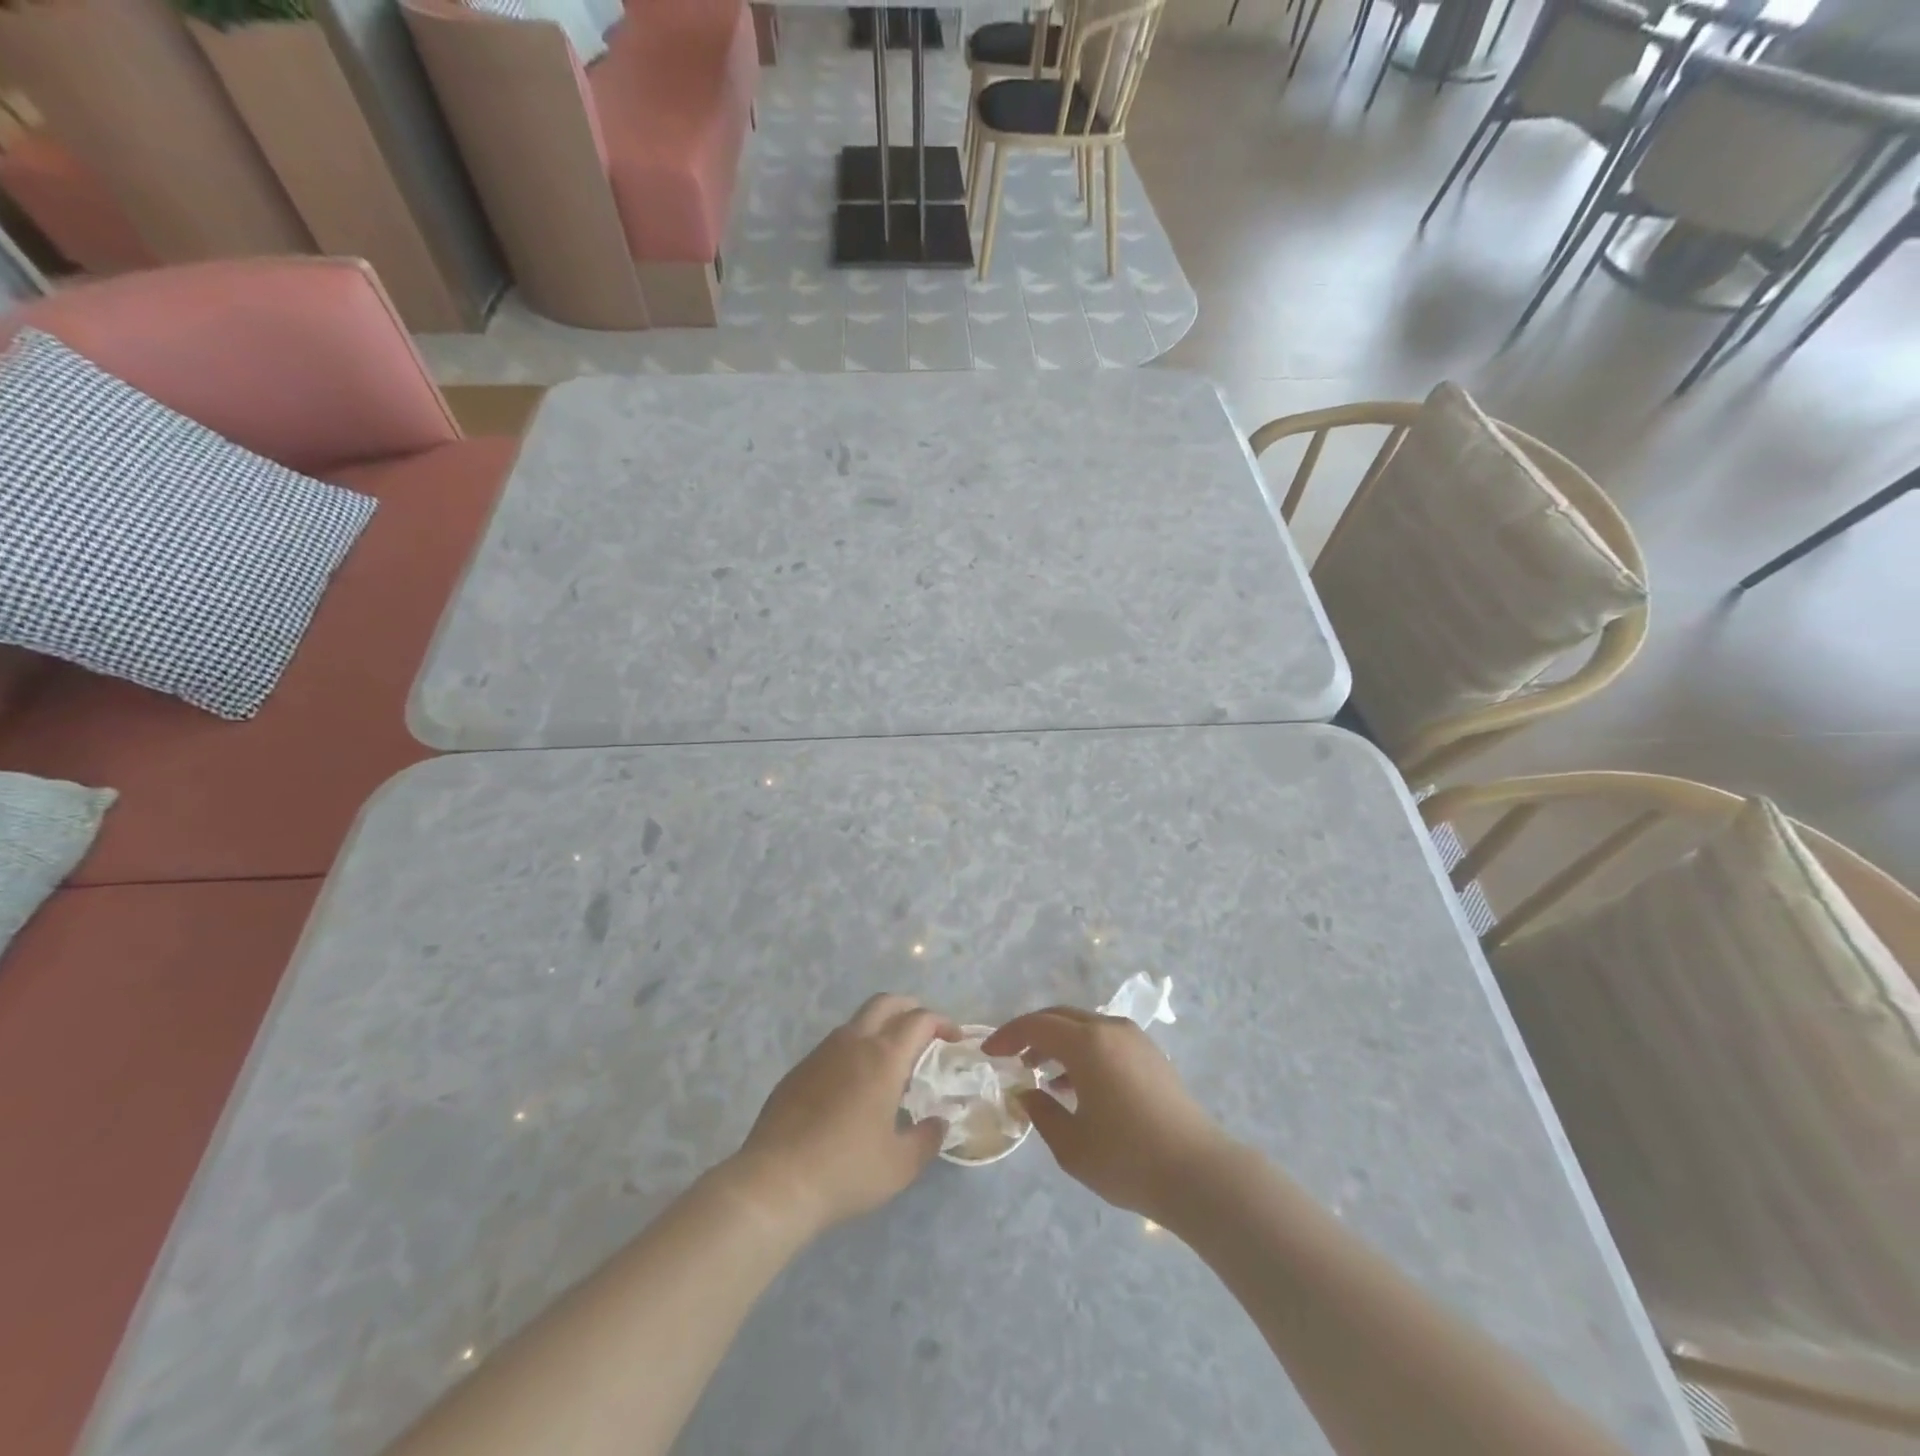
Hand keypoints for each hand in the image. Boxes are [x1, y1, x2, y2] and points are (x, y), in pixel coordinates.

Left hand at [733, 994, 957, 1236]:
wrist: (776, 1182)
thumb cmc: (846, 1171)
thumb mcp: (900, 1165)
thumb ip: (927, 1139)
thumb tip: (939, 1123)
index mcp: (884, 1057)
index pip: (919, 1020)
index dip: (941, 1023)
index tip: (953, 1038)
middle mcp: (853, 1042)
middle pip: (886, 1003)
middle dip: (910, 1008)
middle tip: (925, 1032)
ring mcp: (822, 1052)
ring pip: (857, 1021)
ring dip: (880, 1027)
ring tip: (891, 1061)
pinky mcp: (799, 1070)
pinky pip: (834, 1045)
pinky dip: (854, 1049)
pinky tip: (854, 1085)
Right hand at [983, 1006, 1231, 1222]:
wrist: (1199, 1173)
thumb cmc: (1128, 1159)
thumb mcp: (1071, 1145)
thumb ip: (1041, 1113)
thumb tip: (1026, 1092)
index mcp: (1087, 1043)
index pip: (1037, 1025)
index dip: (1009, 1035)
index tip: (989, 1053)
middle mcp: (1110, 1029)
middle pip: (1061, 1017)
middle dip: (1032, 1032)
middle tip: (1011, 1056)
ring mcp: (1135, 1040)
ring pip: (1085, 1027)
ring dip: (1058, 1042)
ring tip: (1040, 1073)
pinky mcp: (1151, 1055)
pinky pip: (1105, 1039)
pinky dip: (1083, 1051)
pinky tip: (1076, 1085)